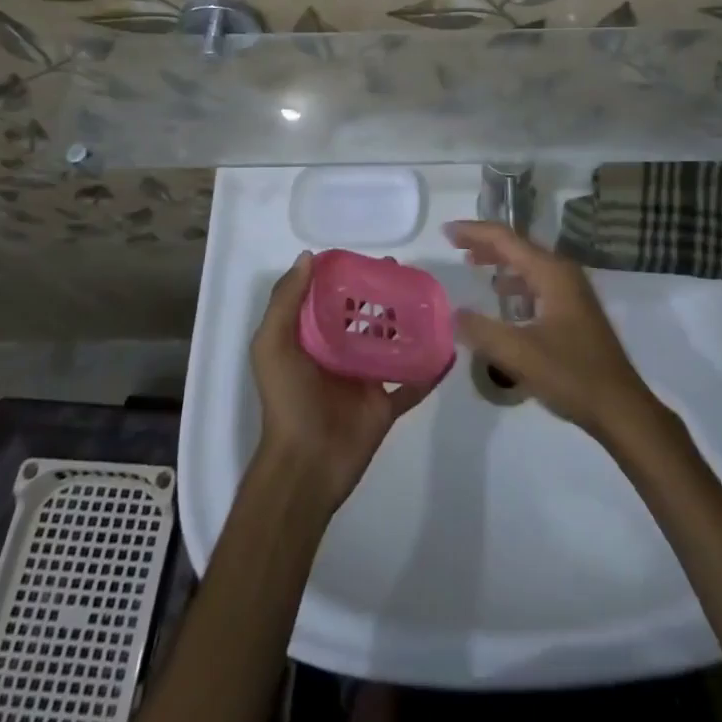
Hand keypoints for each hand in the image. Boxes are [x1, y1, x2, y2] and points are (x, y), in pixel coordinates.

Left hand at [251, 253, 432, 509]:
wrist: (305, 464)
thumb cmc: (287, 400)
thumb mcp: (272, 345)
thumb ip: (286, 301)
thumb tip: (308, 257)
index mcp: (313, 340)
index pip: (333, 300)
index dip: (349, 277)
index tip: (371, 258)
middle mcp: (340, 355)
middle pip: (367, 318)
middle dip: (385, 296)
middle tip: (408, 275)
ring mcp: (366, 381)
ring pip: (393, 346)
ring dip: (410, 326)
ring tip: (433, 302)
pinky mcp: (386, 405)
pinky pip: (413, 384)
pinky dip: (431, 370)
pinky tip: (449, 350)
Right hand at [445, 222, 663, 446]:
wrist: (620, 407)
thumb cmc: (572, 375)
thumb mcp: (520, 355)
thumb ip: (482, 331)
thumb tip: (452, 314)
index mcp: (552, 273)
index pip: (506, 239)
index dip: (474, 232)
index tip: (446, 231)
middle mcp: (563, 273)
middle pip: (519, 246)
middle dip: (486, 243)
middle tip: (455, 244)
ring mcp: (572, 291)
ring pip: (529, 264)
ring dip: (500, 261)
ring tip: (472, 264)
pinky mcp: (574, 310)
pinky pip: (538, 282)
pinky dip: (516, 283)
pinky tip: (503, 299)